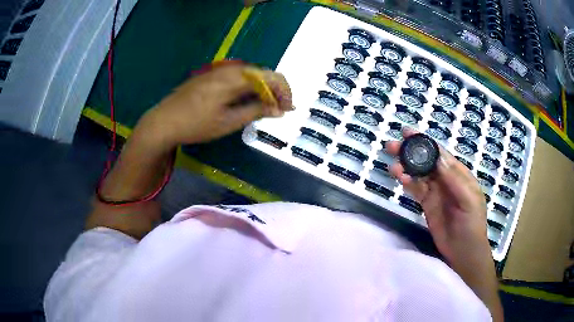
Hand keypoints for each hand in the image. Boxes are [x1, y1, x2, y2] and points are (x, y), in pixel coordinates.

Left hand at [138, 63, 292, 147]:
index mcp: (235, 78)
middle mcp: (229, 69)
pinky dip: (248, 88)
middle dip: (274, 90)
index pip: (269, 77)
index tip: (288, 109)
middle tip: (279, 109)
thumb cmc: (196, 125)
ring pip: (249, 75)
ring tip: (265, 107)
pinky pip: (237, 77)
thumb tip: (279, 110)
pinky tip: (246, 100)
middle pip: (261, 73)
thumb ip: (255, 112)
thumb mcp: (228, 122)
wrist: (163, 121)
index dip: (283, 92)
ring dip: (261, 89)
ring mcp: (218, 71)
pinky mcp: (211, 76)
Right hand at [385, 128, 490, 264]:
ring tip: (392, 164)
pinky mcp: (427, 204)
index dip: (425, 141)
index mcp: (459, 174)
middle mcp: (445, 179)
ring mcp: (435, 192)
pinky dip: (407, 183)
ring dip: (405, 167)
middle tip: (392, 145)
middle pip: (426, 161)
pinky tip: (399, 178)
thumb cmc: (472, 224)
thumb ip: (454, 180)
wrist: (463, 251)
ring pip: (418, 174)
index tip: (408, 132)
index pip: (440, 153)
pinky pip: (415, 190)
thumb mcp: (468, 200)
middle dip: (410, 151)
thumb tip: (437, 158)